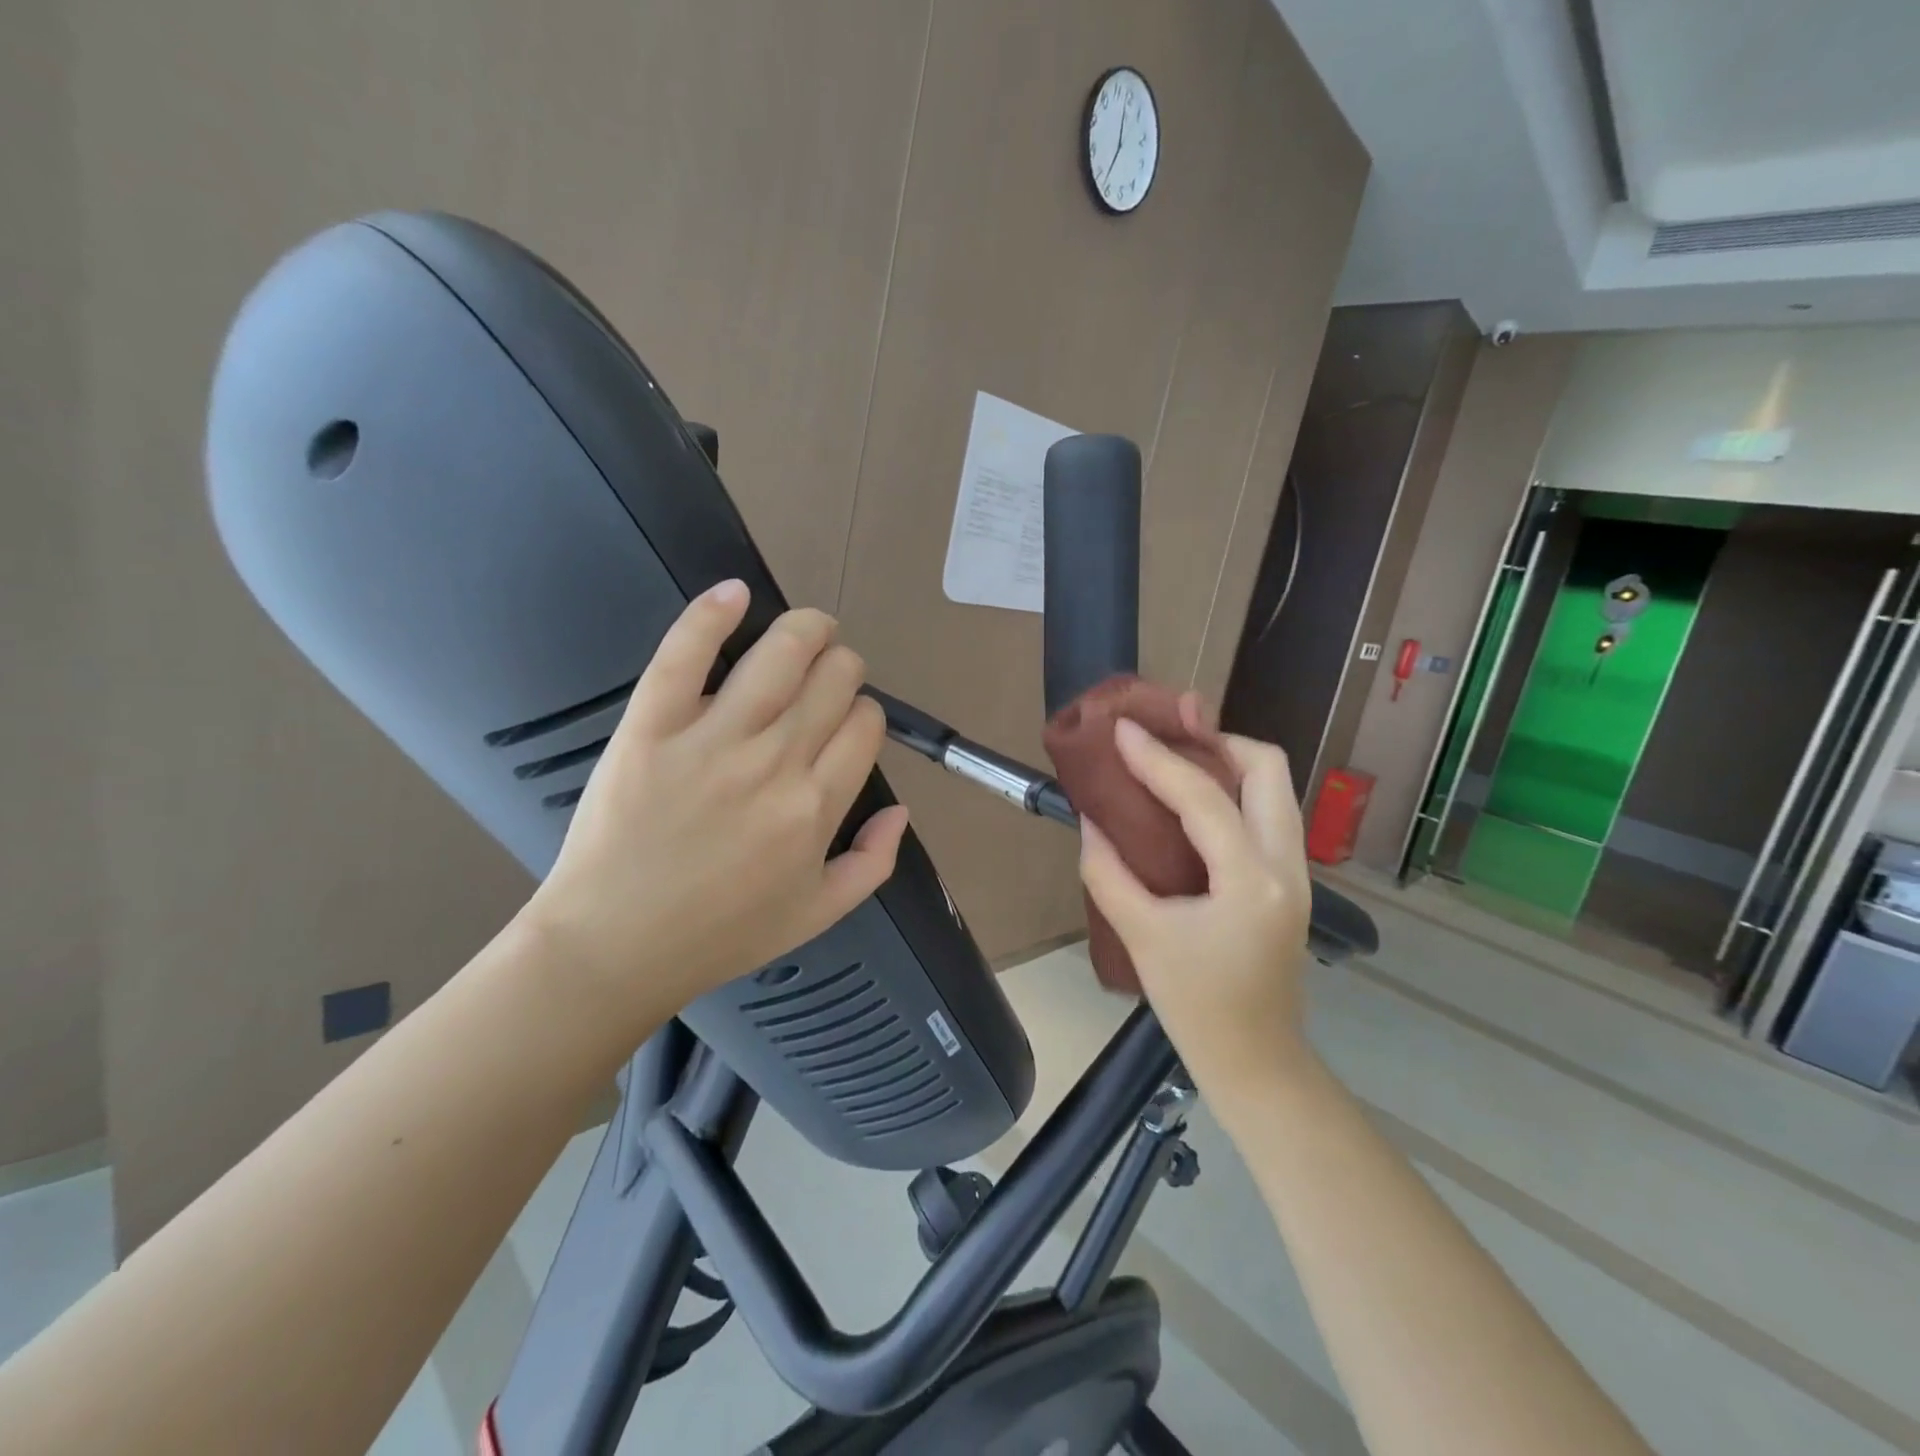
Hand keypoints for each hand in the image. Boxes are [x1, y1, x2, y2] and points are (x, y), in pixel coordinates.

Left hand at [522, 581, 908, 1031]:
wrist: (614, 945)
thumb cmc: (720, 934)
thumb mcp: (818, 913)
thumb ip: (873, 862)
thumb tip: (901, 809)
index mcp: (816, 807)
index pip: (864, 725)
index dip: (864, 712)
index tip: (848, 722)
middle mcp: (775, 763)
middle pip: (833, 680)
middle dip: (843, 668)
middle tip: (829, 676)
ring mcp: (711, 740)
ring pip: (780, 654)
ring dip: (806, 628)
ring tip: (810, 627)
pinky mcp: (651, 725)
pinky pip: (685, 654)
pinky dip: (712, 614)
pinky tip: (734, 593)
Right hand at [1078, 719, 1313, 1107]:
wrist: (1255, 1061)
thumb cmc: (1195, 1006)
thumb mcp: (1141, 936)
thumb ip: (1107, 872)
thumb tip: (1091, 820)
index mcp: (1250, 881)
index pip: (1203, 797)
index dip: (1157, 757)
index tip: (1123, 728)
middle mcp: (1287, 865)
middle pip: (1268, 769)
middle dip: (1216, 741)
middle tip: (1167, 739)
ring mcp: (1297, 872)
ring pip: (1275, 787)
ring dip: (1229, 762)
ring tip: (1177, 759)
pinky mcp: (1290, 881)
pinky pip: (1268, 812)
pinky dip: (1234, 791)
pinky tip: (1194, 801)